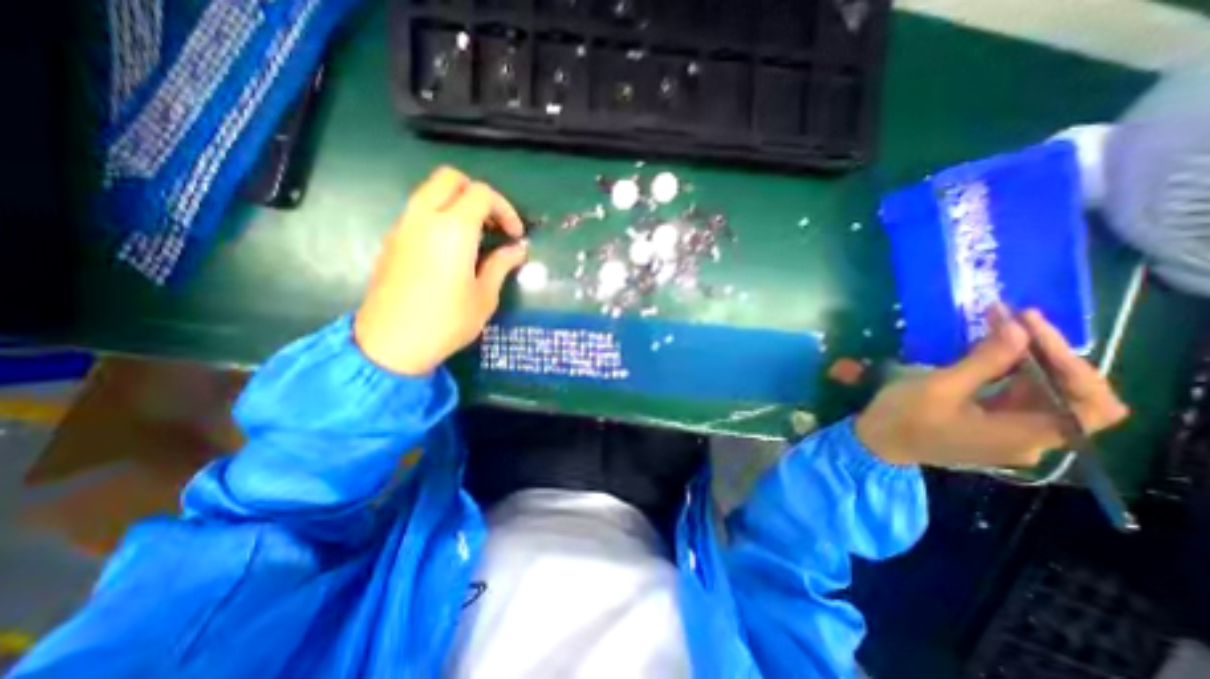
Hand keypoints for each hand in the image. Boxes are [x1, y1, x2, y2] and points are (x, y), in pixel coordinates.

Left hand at [354, 166, 529, 372]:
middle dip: (478, 194)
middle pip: (450, 178)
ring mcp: (403, 227)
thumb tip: (518, 250)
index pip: (482, 194)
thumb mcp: (484, 296)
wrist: (391, 344)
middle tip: (493, 224)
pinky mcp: (392, 240)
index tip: (515, 236)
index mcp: (453, 229)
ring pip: (430, 191)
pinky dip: (439, 215)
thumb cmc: (447, 321)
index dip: (505, 209)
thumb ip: (501, 265)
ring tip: (476, 234)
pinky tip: (451, 248)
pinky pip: (418, 211)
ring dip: (457, 202)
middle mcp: (424, 218)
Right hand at [856, 309, 1129, 465]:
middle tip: (1014, 319)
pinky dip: (1009, 372)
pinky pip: (1016, 397)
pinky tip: (989, 352)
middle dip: (1047, 354)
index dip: (1073, 364)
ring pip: (1042, 394)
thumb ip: (985, 361)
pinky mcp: (991, 427)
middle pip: (1068, 395)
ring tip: (1002, 327)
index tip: (1032, 330)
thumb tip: (1018, 328)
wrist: (876, 440)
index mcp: (1025, 435)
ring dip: (1028, 359)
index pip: (1093, 404)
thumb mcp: (939, 387)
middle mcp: (1031, 439)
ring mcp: (1011, 434)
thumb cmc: (904, 417)